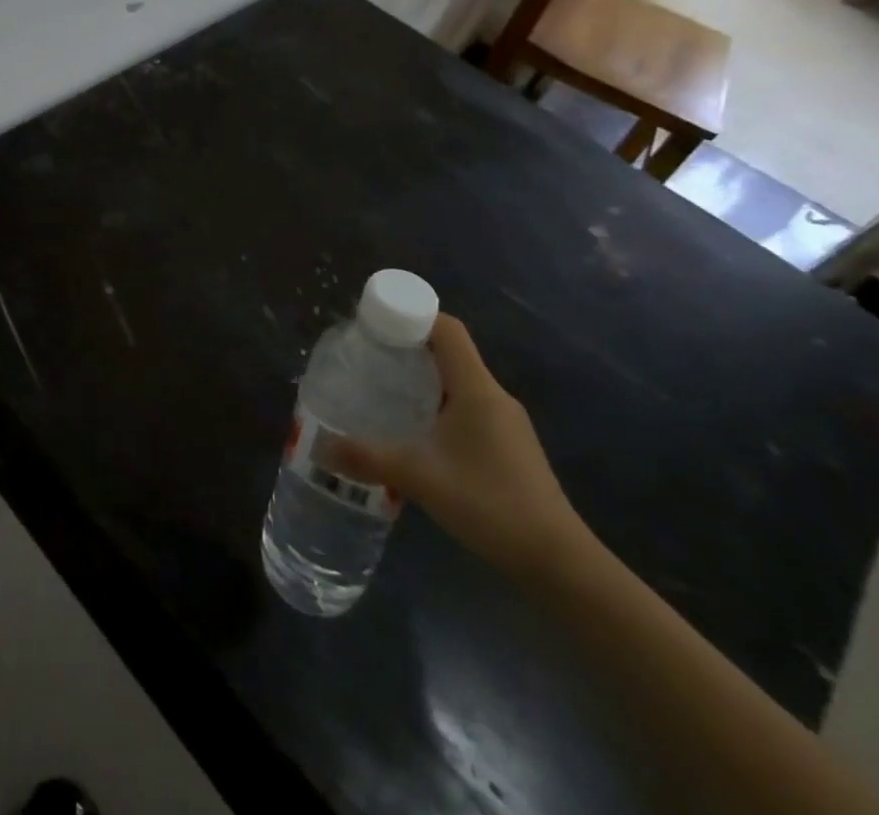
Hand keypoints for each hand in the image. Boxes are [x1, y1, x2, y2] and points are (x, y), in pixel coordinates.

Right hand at [322, 315, 589, 579]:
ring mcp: (505, 424)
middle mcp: (493, 397)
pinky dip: (438, 410)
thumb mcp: (418, 477)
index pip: (447, 329)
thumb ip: (366, 458)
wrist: (558, 563)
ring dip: (422, 384)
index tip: (375, 324)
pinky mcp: (509, 448)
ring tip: (383, 396)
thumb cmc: (489, 503)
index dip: (412, 316)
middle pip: (449, 354)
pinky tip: (416, 438)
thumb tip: (320, 447)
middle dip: (407, 351)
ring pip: (457, 385)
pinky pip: (467, 411)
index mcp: (476, 388)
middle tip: (367, 360)